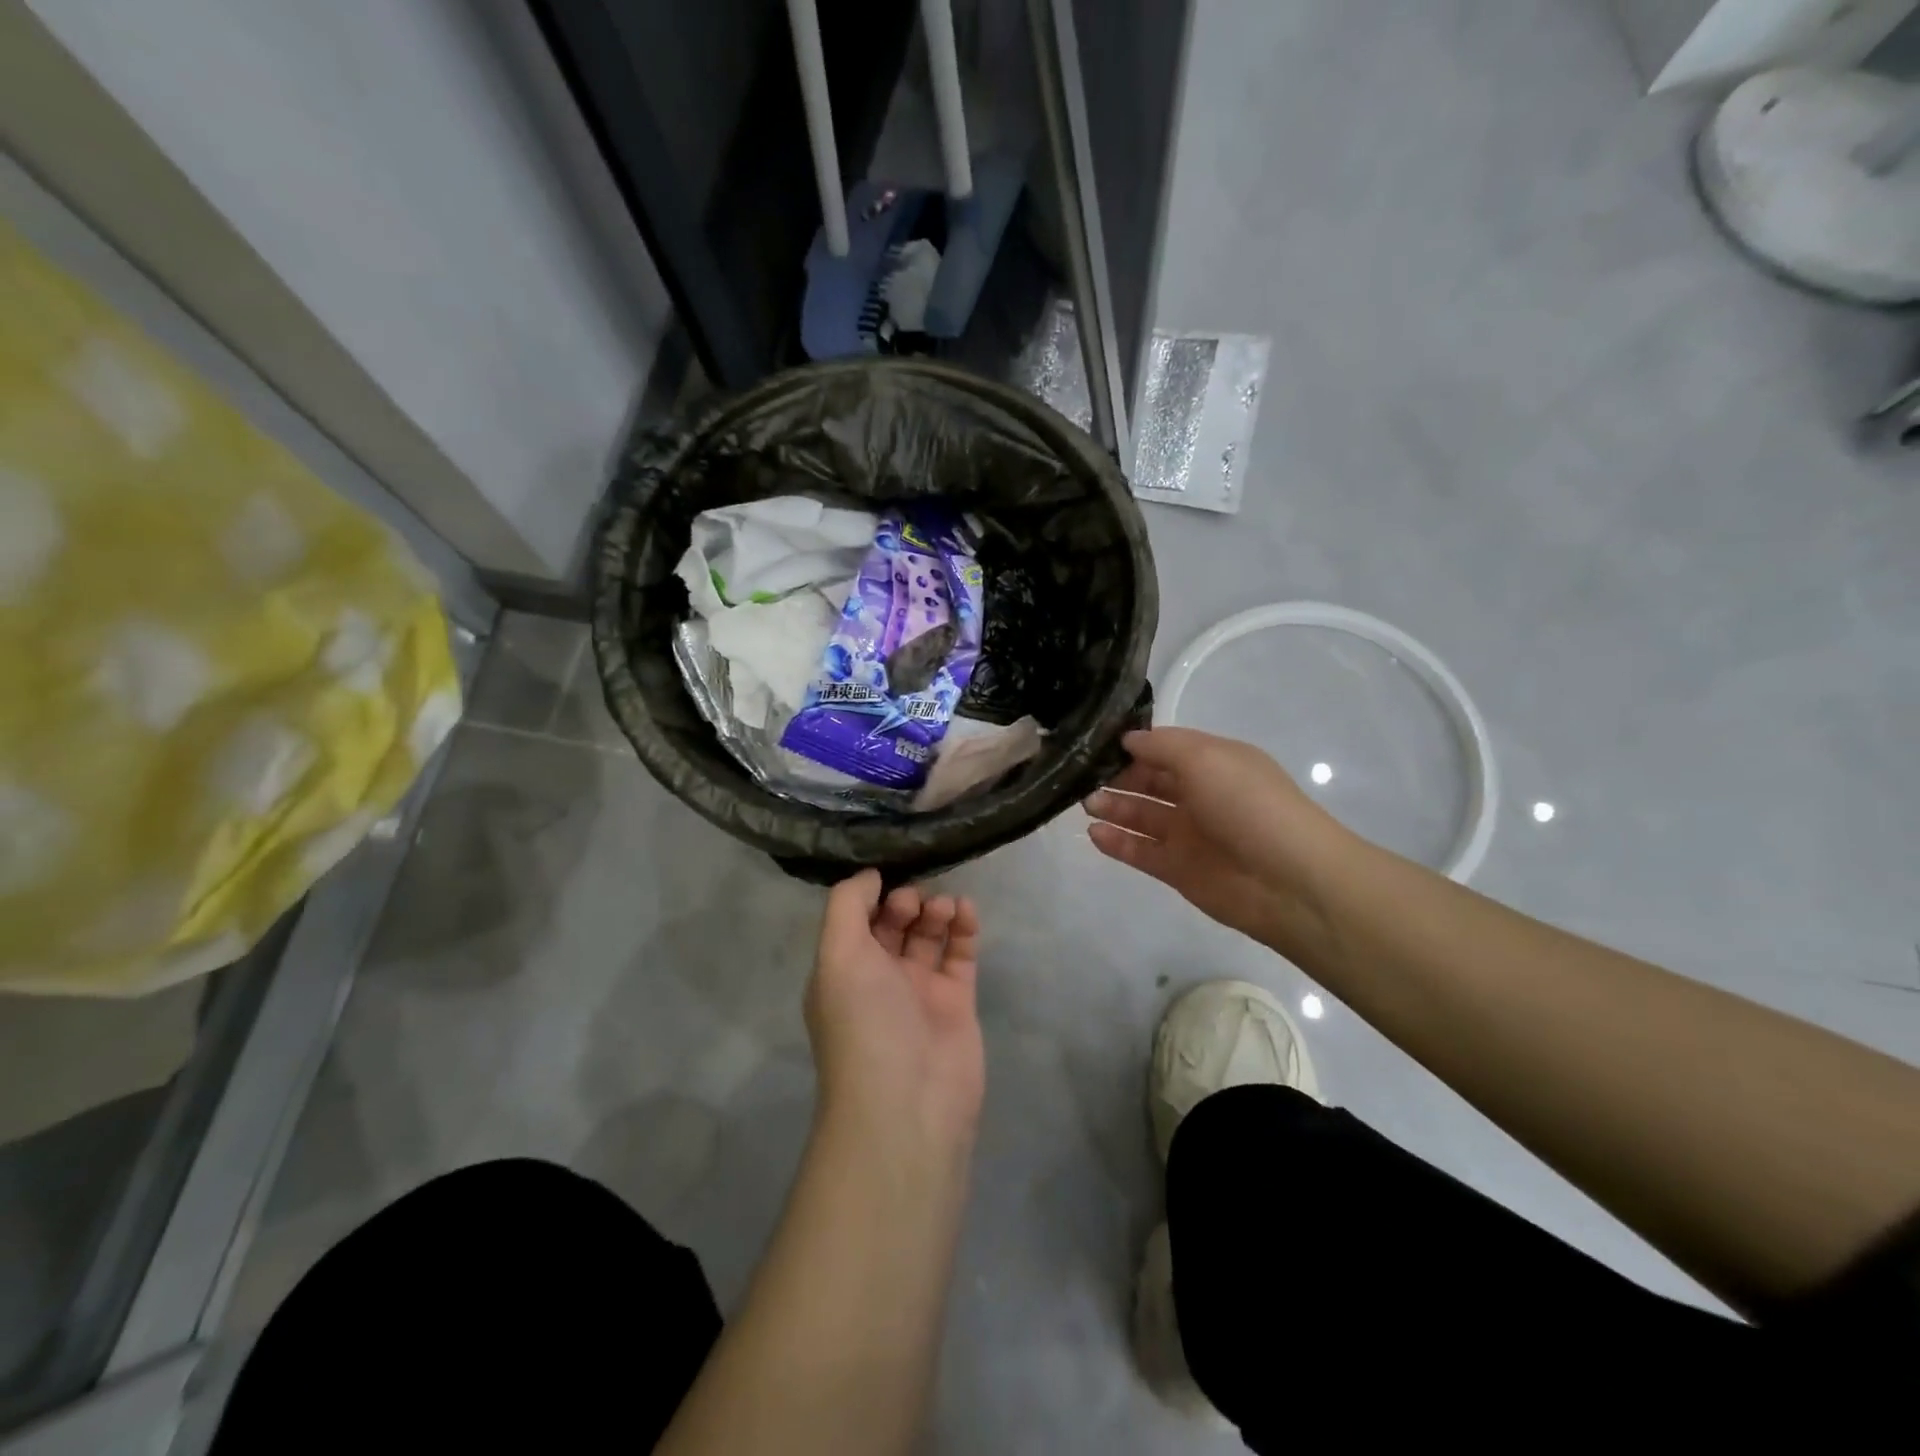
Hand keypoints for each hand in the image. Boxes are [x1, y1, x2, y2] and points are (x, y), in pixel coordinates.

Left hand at [806, 871, 984, 1151]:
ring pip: (928, 936)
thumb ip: (847, 906)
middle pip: (892, 924)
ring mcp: (919, 991)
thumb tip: (869, 875)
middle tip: (914, 900)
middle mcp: (878, 978)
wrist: (908, 1104)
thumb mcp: (837, 956)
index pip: (855, 919)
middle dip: (904, 901)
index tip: (887, 871)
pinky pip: (960, 955)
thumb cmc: (864, 1023)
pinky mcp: (956, 1002)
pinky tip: (966, 910)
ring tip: (943, 907)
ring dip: (935, 910)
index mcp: (842, 970)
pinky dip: (964, 929)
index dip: (870, 893)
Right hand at [1083, 728, 1354, 954]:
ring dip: (1113, 808)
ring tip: (1086, 804)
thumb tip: (1128, 739)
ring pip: (1142, 817)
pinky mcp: (1178, 870)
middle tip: (1082, 776)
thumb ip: (1162, 746)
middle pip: (1150, 781)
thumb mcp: (1206, 758)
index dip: (1133, 745)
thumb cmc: (1248, 805)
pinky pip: (1140, 852)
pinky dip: (1117, 843)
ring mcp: (1189, 835)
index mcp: (1214, 763)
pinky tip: (1093, 834)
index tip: (1096, 743)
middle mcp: (1200, 795)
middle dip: (1117, 776)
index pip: (1165, 748)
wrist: (1288, 880)